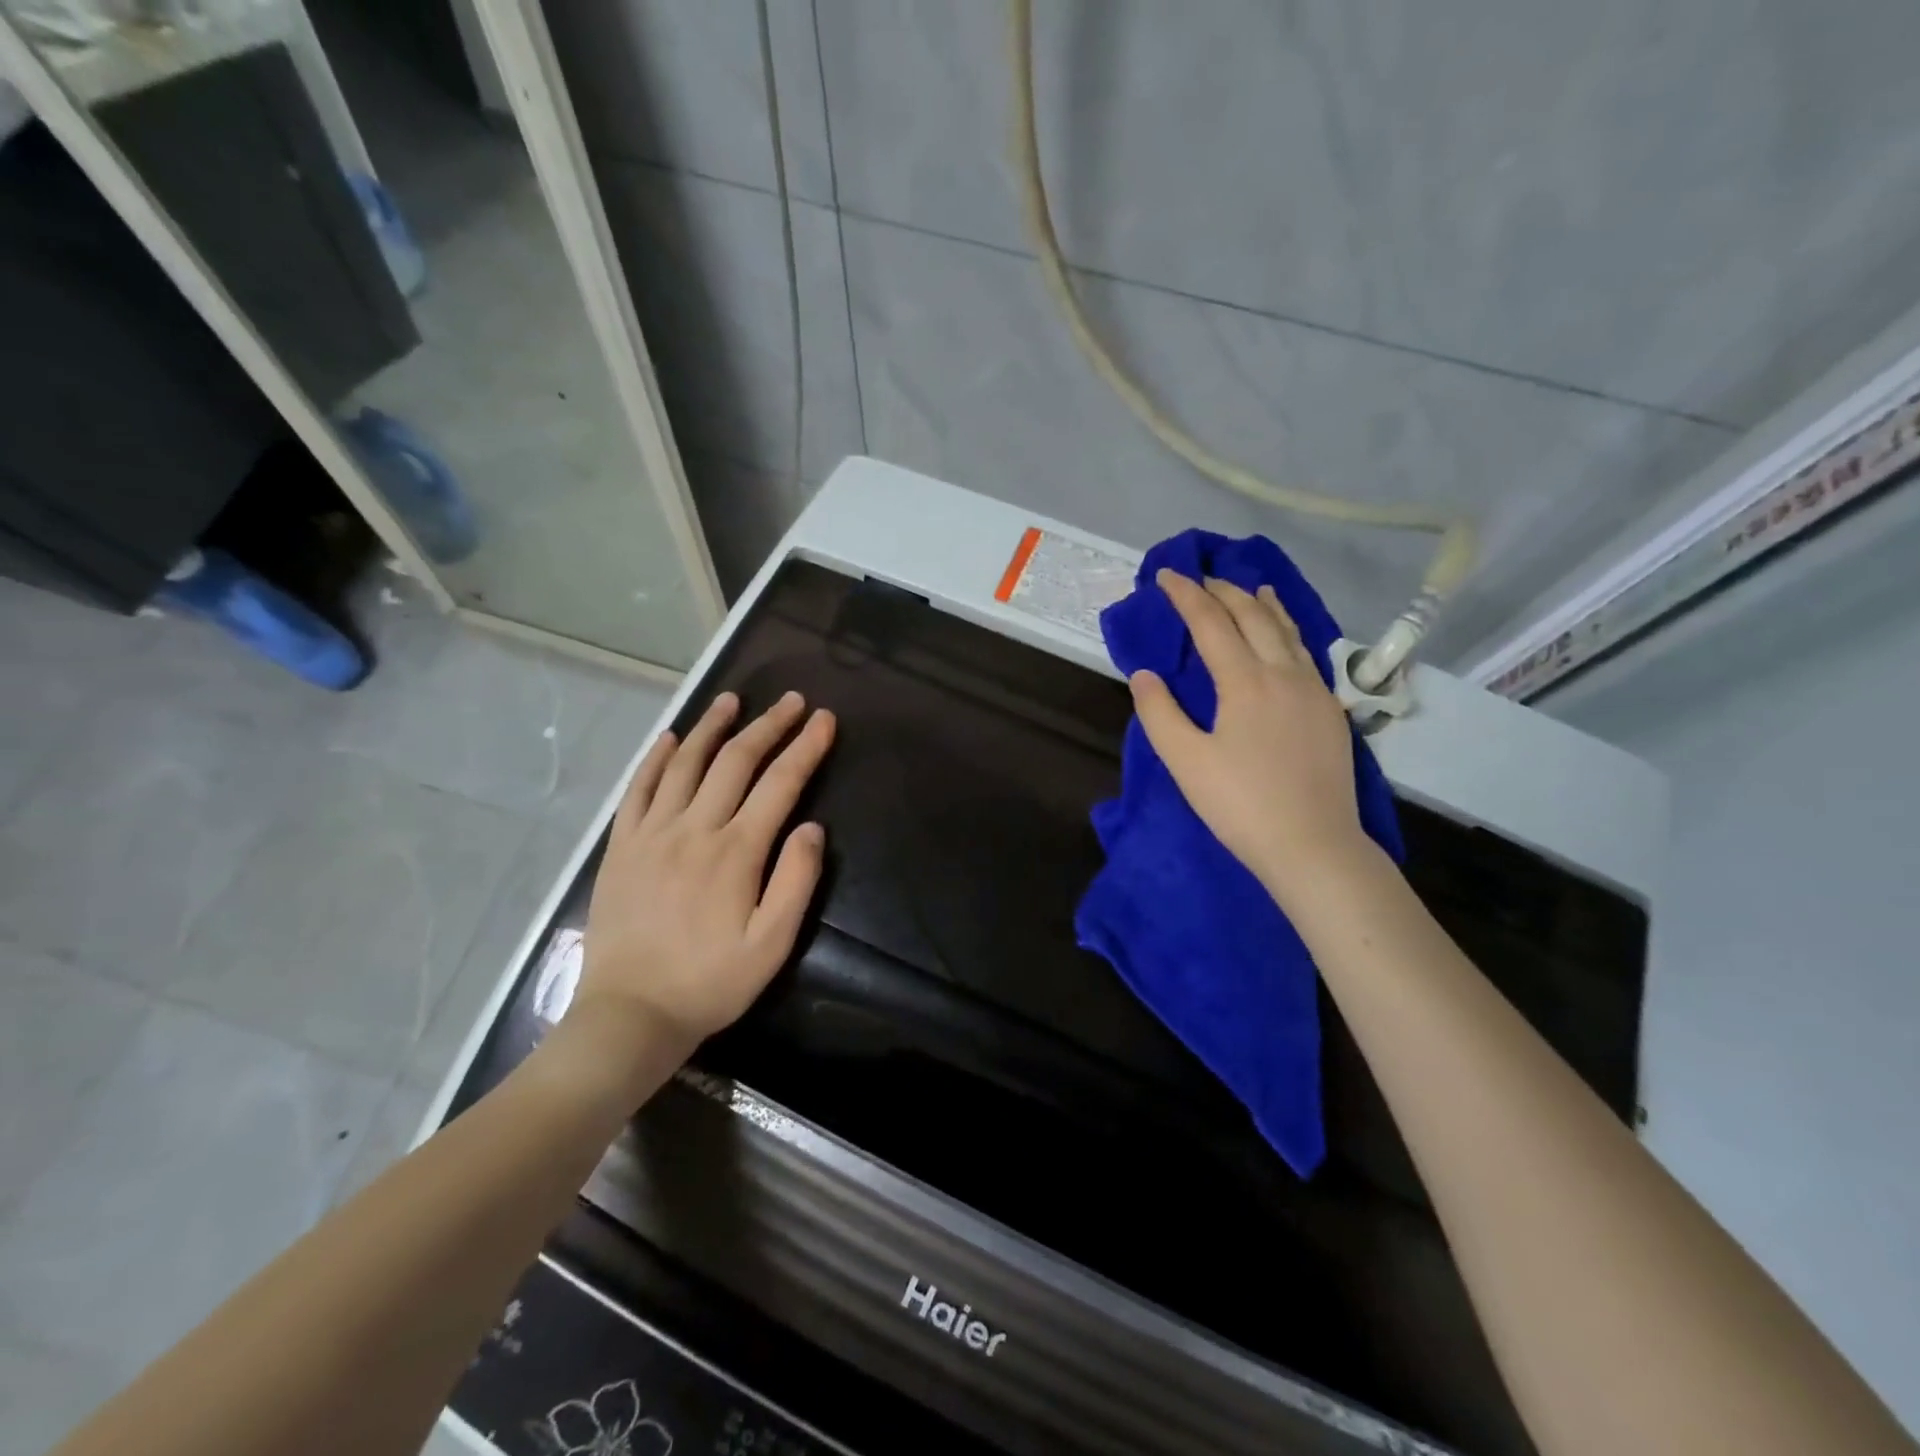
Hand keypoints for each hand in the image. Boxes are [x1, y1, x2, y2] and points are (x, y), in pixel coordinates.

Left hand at [578, 691, 835, 1049]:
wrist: (630, 1013)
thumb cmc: (710, 982)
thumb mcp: (772, 944)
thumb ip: (796, 880)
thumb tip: (811, 827)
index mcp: (736, 851)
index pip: (780, 783)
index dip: (805, 747)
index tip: (824, 720)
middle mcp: (694, 828)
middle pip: (736, 762)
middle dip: (769, 726)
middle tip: (792, 701)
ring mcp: (652, 833)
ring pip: (685, 763)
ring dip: (713, 727)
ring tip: (733, 700)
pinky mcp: (621, 846)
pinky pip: (638, 788)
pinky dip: (655, 758)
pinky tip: (670, 737)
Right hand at [1129, 569, 1372, 904]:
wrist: (1313, 845)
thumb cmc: (1240, 805)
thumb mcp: (1185, 762)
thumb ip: (1159, 713)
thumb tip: (1144, 674)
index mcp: (1245, 682)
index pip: (1211, 623)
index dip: (1186, 596)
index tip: (1166, 576)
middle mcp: (1283, 673)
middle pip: (1253, 617)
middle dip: (1223, 592)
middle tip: (1200, 579)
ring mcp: (1314, 690)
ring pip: (1287, 631)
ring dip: (1262, 605)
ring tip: (1250, 588)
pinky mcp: (1331, 711)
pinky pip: (1307, 653)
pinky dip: (1289, 631)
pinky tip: (1286, 637)